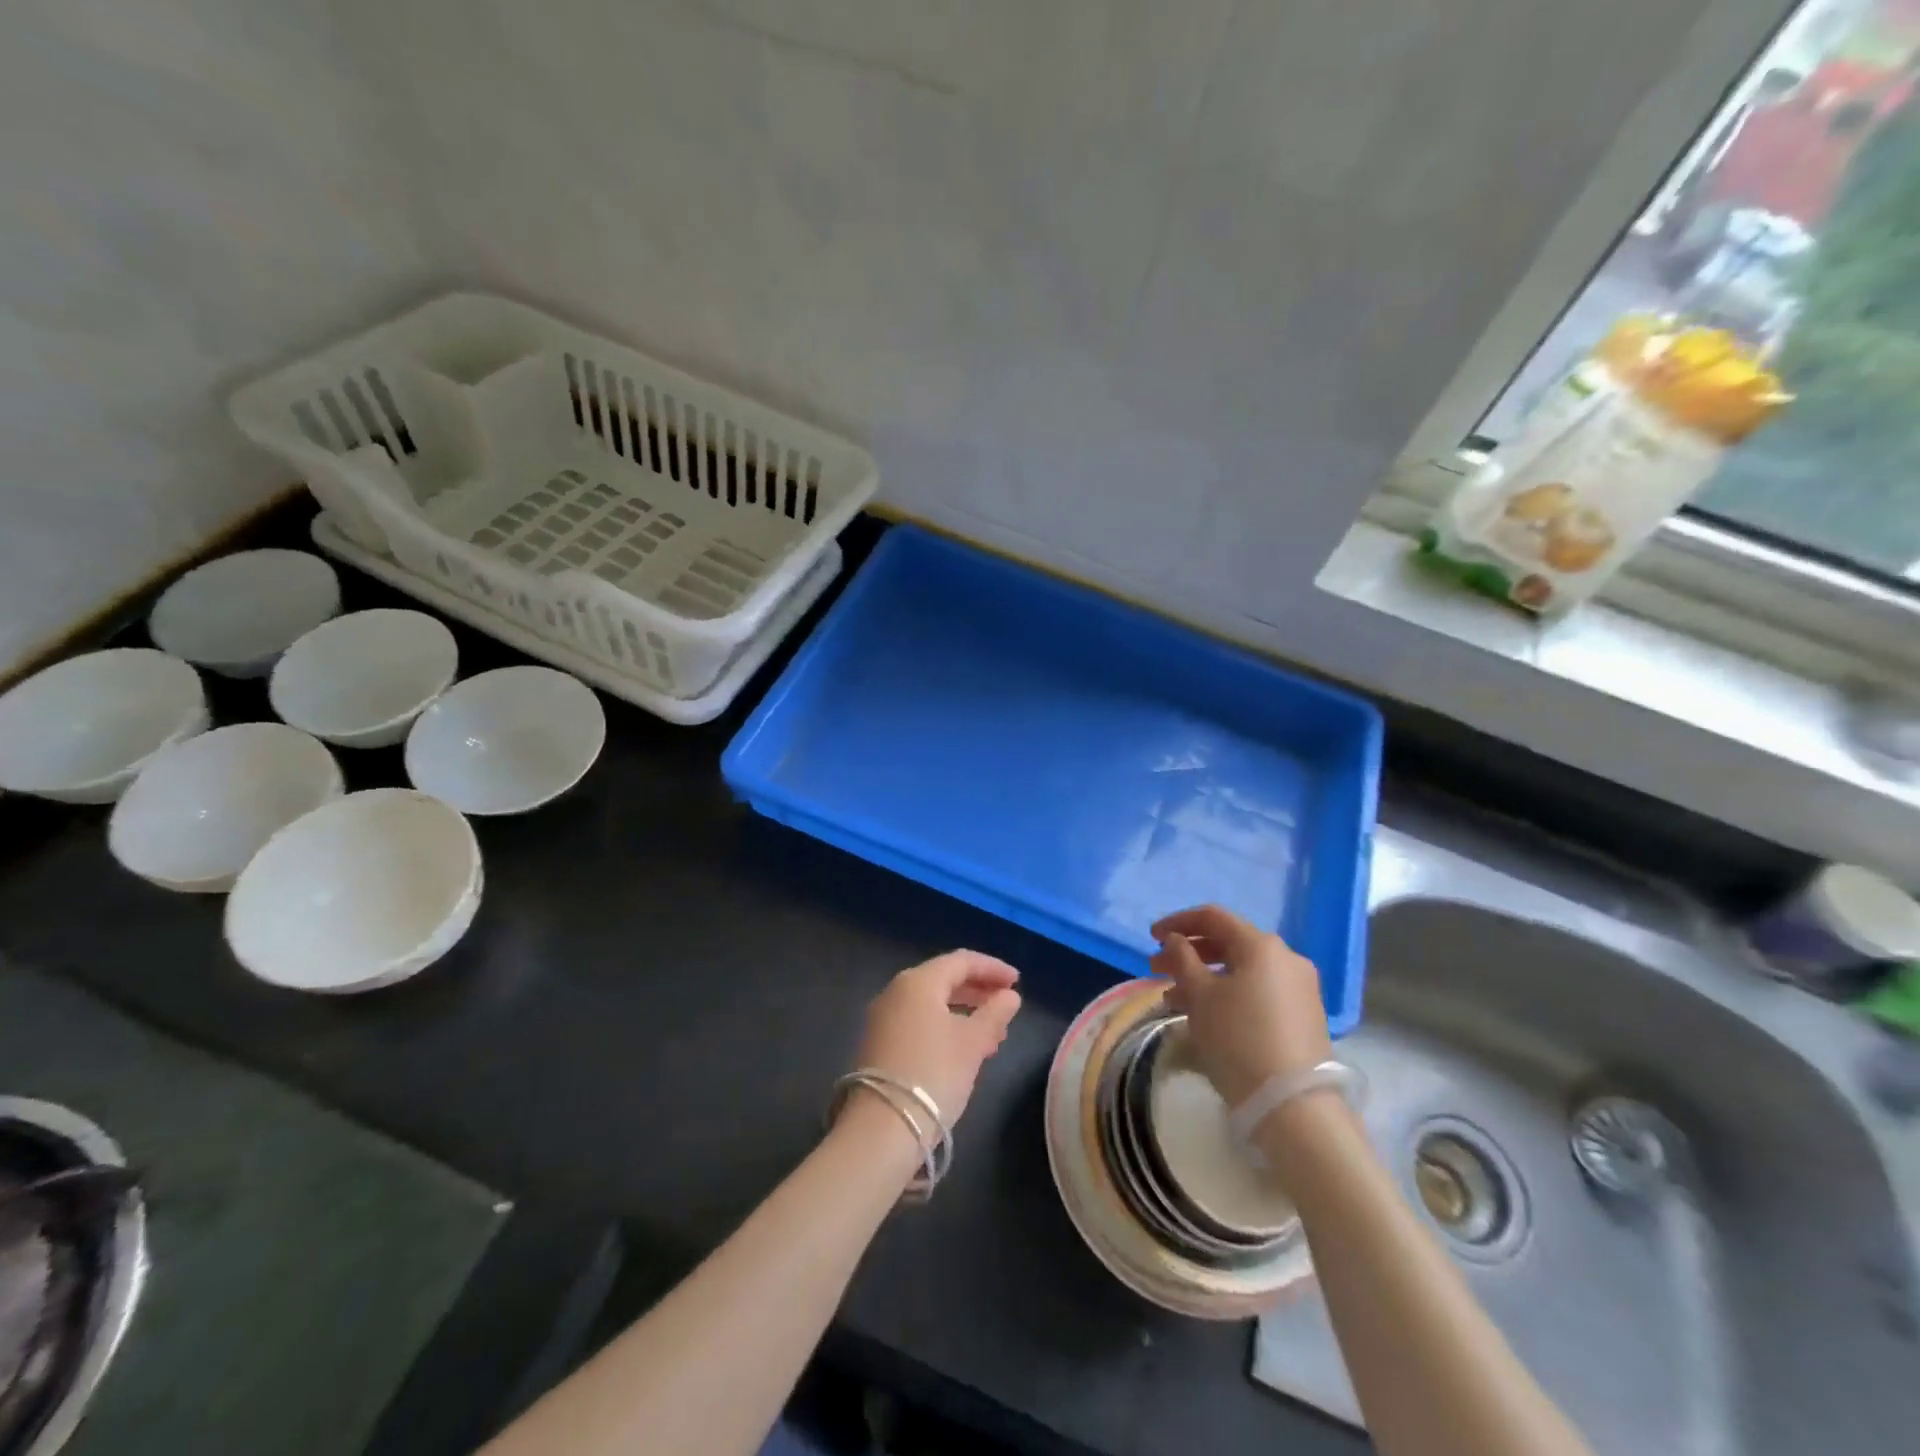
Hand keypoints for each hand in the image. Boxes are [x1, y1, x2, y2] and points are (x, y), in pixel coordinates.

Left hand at [849, 951, 1021, 1129]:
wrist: (881, 1129)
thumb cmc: (933, 1075)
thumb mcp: (972, 1043)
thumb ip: (994, 1014)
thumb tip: (1010, 996)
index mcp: (918, 982)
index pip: (961, 961)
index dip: (992, 968)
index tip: (1017, 982)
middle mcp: (896, 991)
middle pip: (944, 979)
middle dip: (978, 991)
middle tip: (1007, 1005)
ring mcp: (883, 1018)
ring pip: (932, 1004)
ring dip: (965, 1012)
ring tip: (994, 1035)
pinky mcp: (879, 1044)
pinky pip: (919, 1022)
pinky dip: (945, 1026)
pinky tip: (965, 1050)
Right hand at [1150, 905, 1330, 1108]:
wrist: (1293, 1105)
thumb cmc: (1238, 1038)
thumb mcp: (1200, 995)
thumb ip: (1182, 959)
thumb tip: (1175, 940)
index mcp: (1261, 945)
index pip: (1213, 917)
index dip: (1178, 922)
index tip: (1151, 936)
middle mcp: (1286, 958)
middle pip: (1228, 943)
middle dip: (1189, 953)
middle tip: (1157, 969)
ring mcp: (1299, 988)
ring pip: (1241, 970)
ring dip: (1205, 977)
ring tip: (1173, 999)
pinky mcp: (1303, 1015)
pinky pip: (1257, 991)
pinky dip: (1228, 994)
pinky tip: (1206, 1015)